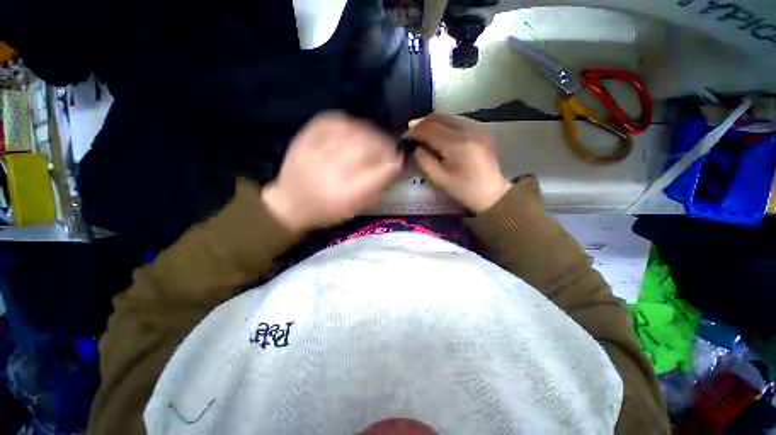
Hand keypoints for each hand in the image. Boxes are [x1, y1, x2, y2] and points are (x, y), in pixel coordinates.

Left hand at [262, 112, 402, 231]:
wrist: (289, 203)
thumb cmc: (327, 211)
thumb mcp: (355, 209)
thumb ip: (377, 188)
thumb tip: (395, 166)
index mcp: (345, 195)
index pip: (379, 173)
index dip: (394, 163)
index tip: (400, 160)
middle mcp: (331, 171)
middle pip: (367, 147)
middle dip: (386, 145)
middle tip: (391, 148)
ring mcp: (316, 150)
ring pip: (353, 131)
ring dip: (372, 133)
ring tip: (377, 139)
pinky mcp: (305, 136)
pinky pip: (334, 120)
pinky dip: (351, 122)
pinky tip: (357, 130)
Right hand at [407, 113, 511, 212]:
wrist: (492, 193)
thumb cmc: (464, 189)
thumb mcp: (439, 178)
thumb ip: (424, 160)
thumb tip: (416, 147)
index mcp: (458, 145)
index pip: (431, 129)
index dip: (416, 131)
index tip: (406, 136)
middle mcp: (470, 130)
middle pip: (440, 117)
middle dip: (423, 122)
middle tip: (411, 131)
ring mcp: (479, 127)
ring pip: (450, 116)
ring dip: (434, 122)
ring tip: (422, 131)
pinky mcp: (483, 129)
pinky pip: (459, 121)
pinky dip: (445, 124)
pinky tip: (439, 133)